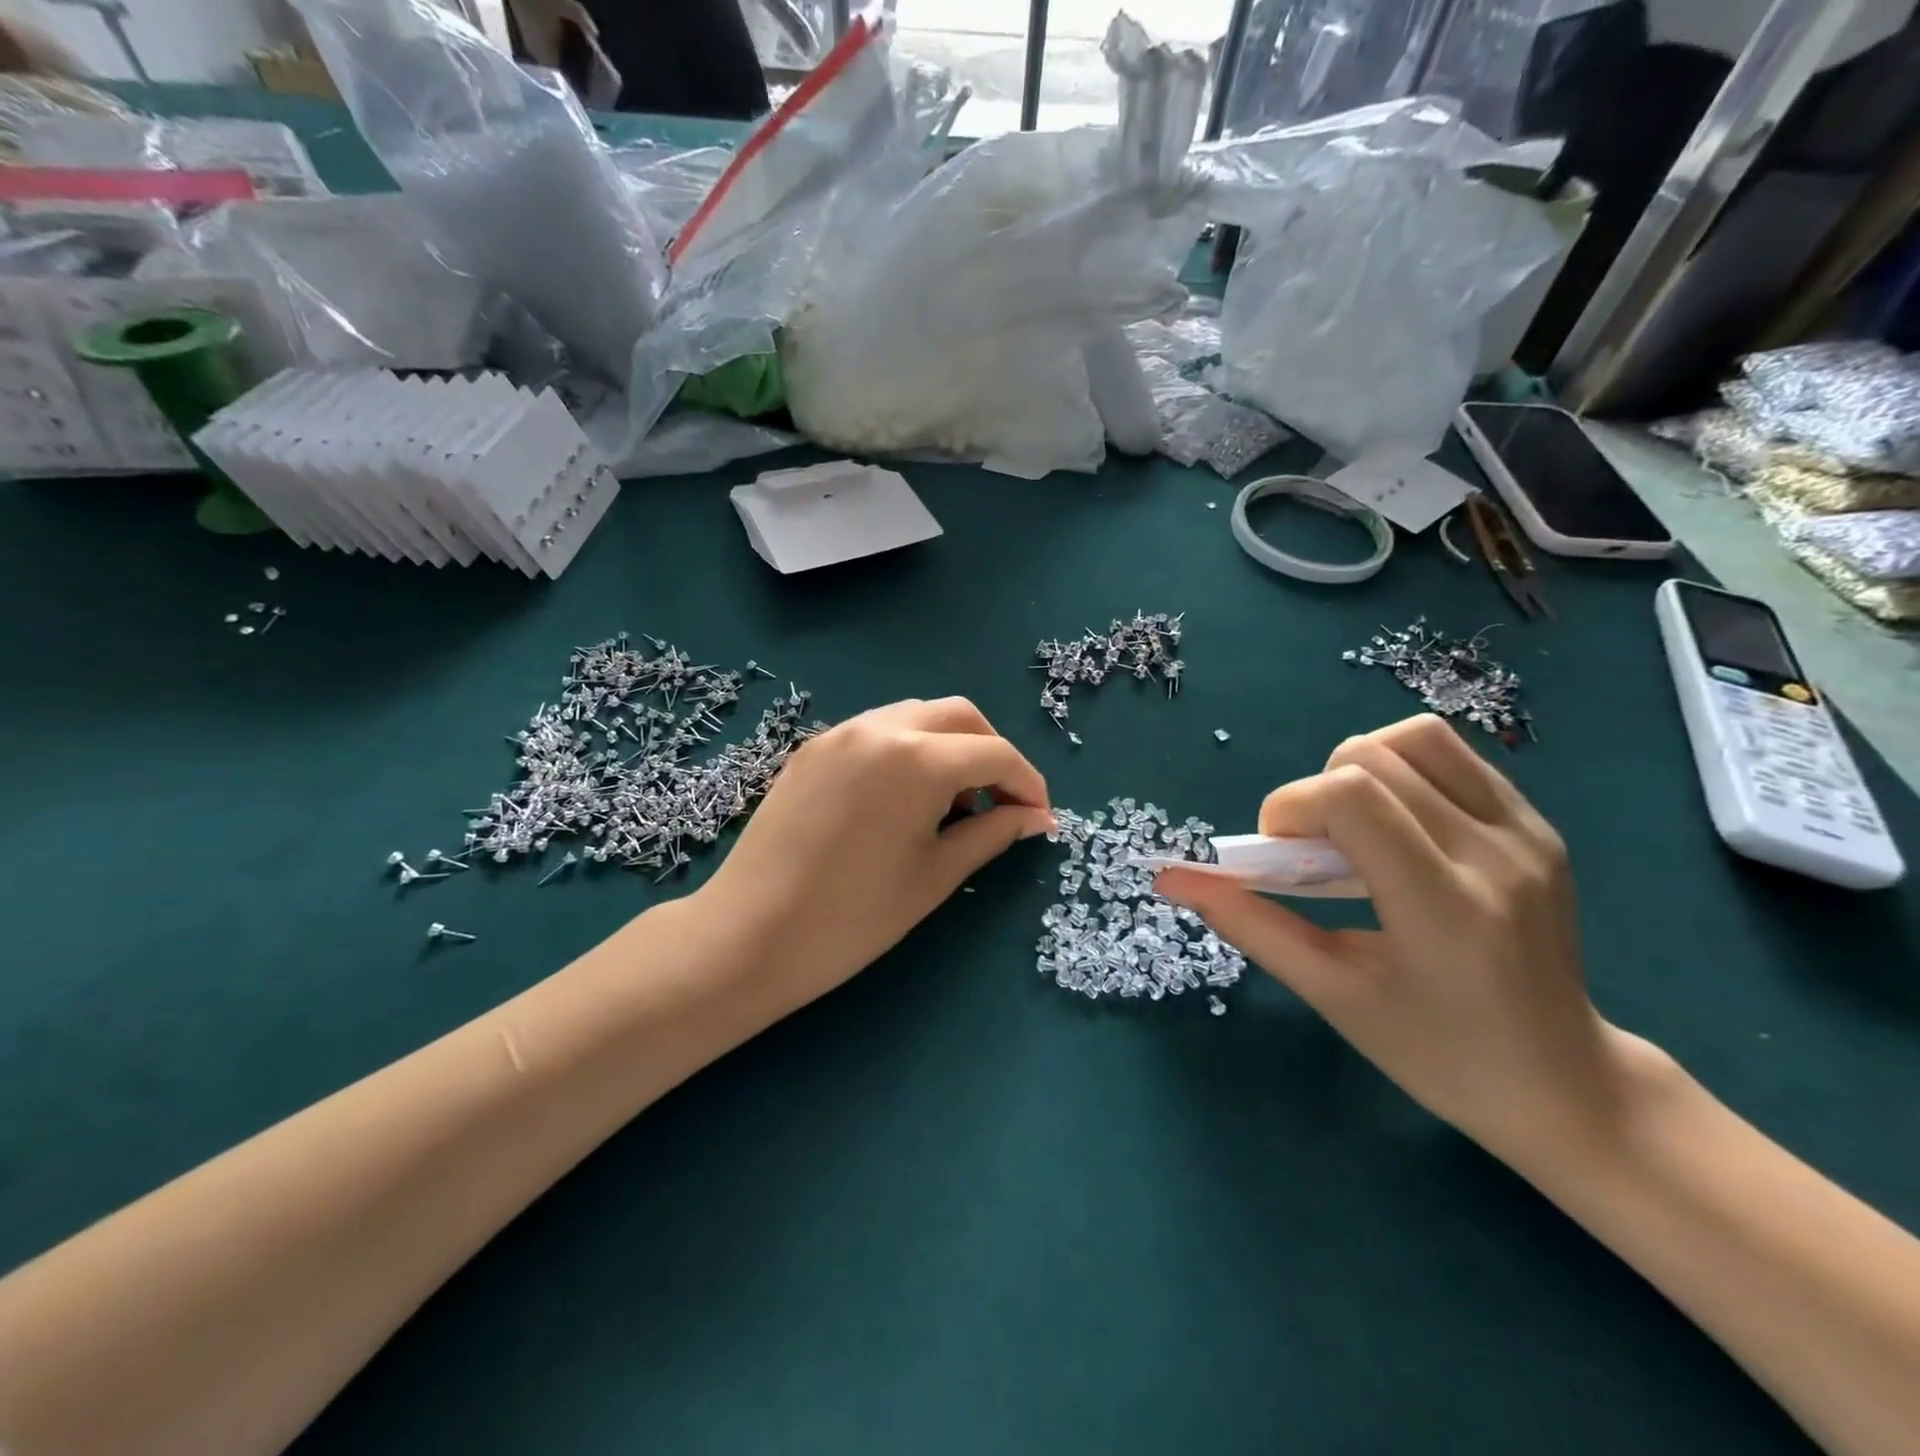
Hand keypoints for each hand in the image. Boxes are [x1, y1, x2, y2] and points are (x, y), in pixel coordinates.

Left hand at [698, 697, 1053, 1018]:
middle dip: (991, 751)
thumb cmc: (853, 918)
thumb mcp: (935, 876)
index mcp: (917, 759)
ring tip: (950, 805)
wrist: (748, 936)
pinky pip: (876, 731)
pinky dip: (907, 751)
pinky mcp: (812, 749)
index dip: (1028, 784)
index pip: (994, 754)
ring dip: (948, 747)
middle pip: (959, 716)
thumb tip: (1035, 819)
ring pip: (916, 716)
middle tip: (1000, 802)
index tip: (1040, 818)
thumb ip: (992, 835)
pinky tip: (903, 798)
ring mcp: (839, 733)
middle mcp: (880, 728)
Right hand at [1156, 714, 1654, 1162]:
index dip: (1291, 807)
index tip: (1278, 854)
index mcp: (1443, 906)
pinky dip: (1401, 770)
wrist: (1565, 1083)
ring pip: (1416, 738)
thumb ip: (1248, 923)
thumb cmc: (1435, 1053)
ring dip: (1359, 767)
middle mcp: (1494, 854)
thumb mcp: (1330, 992)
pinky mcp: (1539, 826)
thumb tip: (1170, 878)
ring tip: (1353, 826)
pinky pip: (1452, 757)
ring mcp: (1526, 833)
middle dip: (1315, 792)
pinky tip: (1396, 825)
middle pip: (1372, 756)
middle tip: (1313, 851)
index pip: (1351, 796)